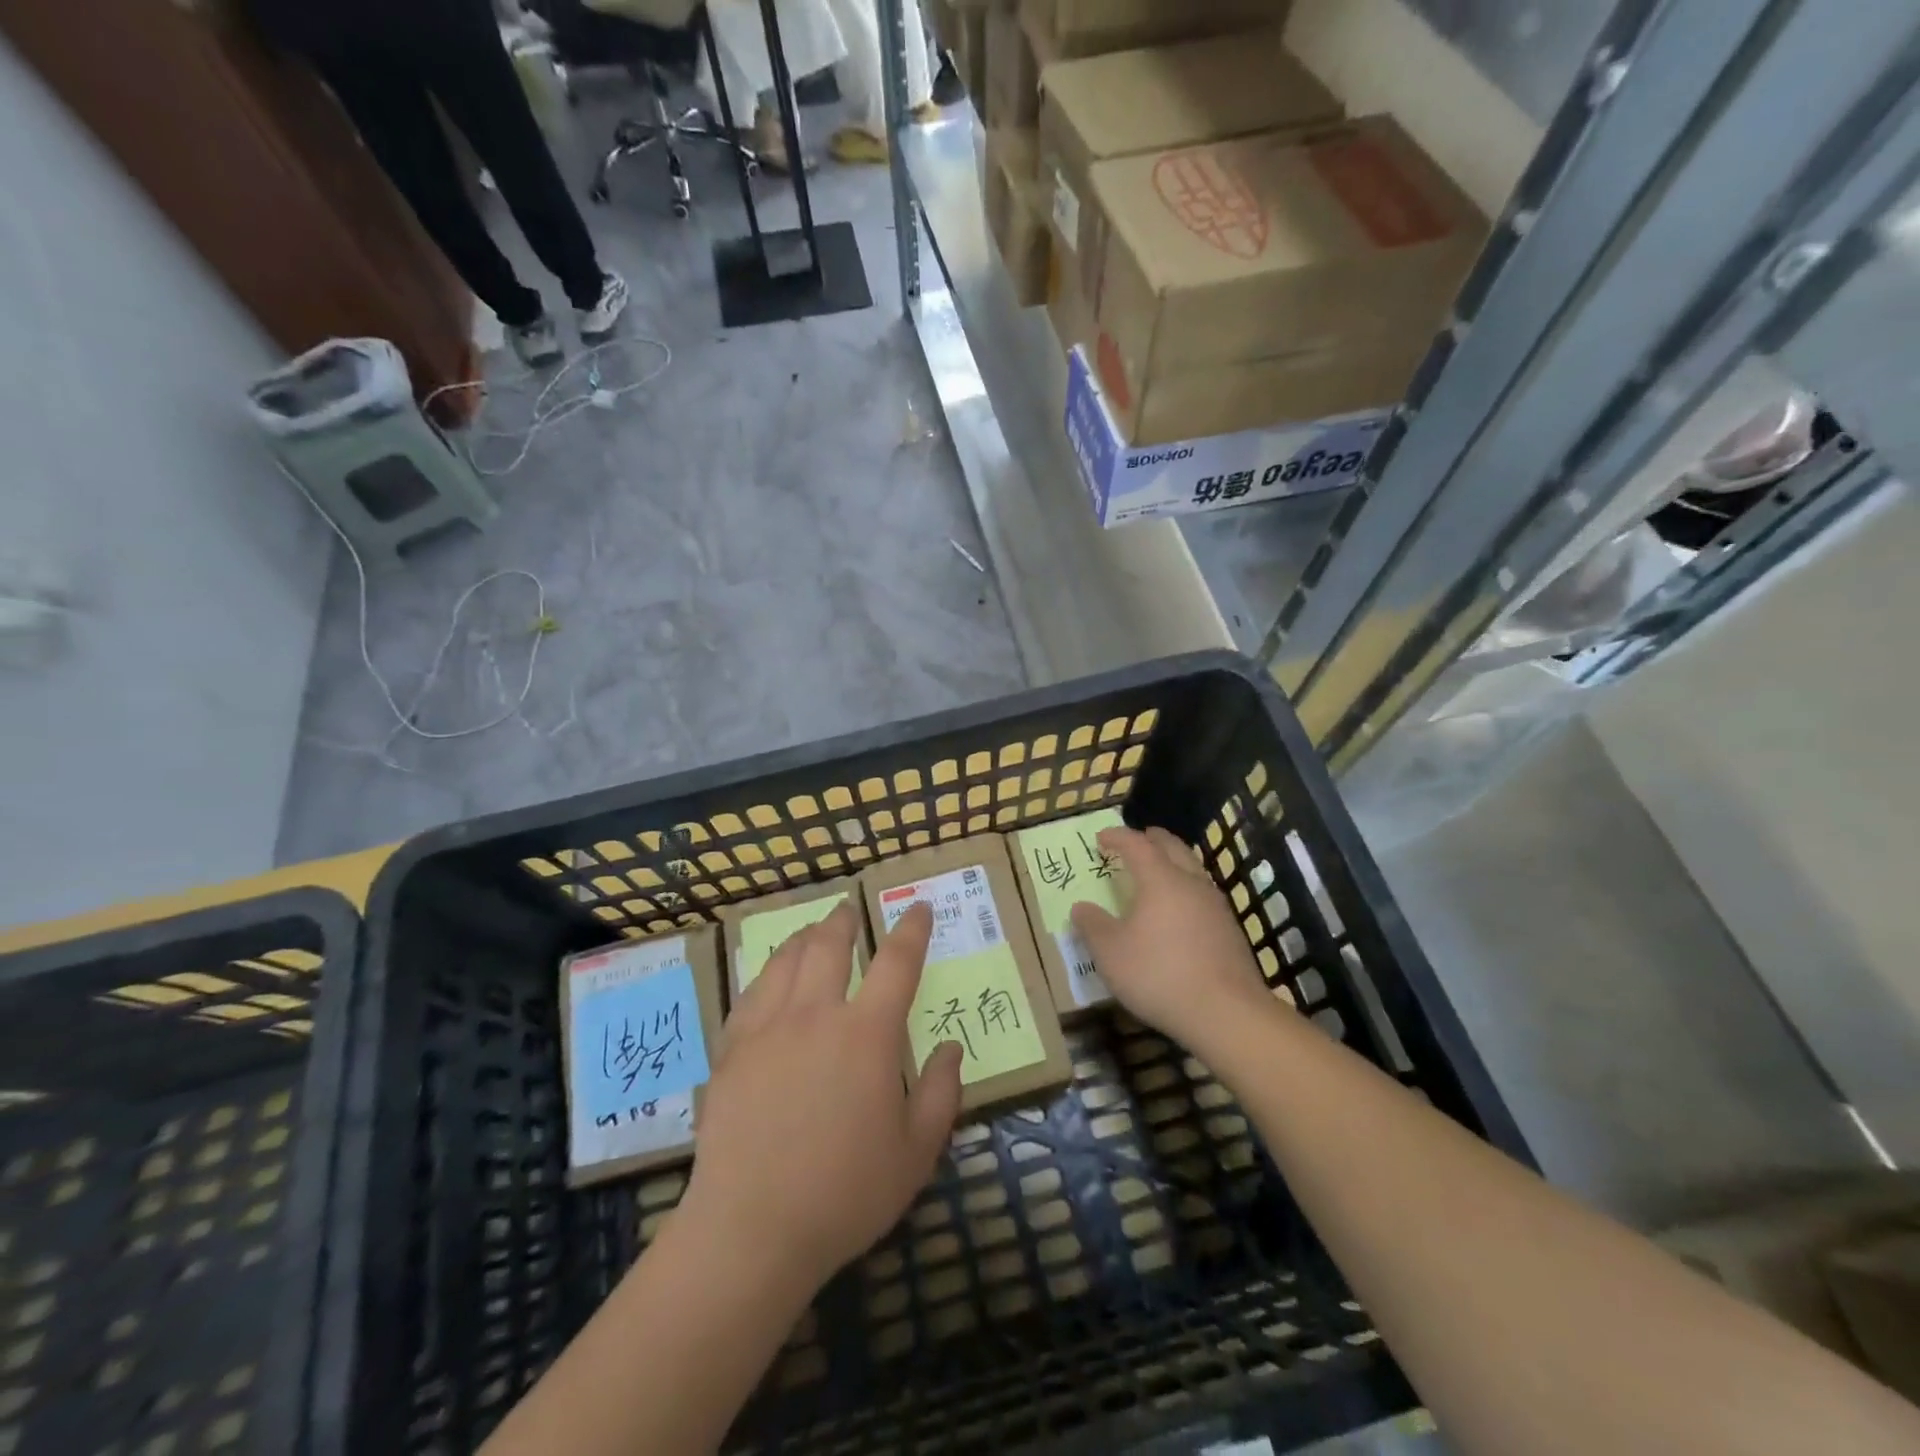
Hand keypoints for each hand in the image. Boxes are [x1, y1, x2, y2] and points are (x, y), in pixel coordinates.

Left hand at [681, 902, 963, 1291]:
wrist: (751, 1229)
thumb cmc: (845, 1193)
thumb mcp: (916, 1152)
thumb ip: (942, 1093)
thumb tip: (950, 1047)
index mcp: (868, 1034)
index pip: (897, 962)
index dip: (912, 929)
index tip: (919, 908)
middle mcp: (817, 1015)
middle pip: (831, 945)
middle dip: (846, 920)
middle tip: (852, 909)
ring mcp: (768, 1028)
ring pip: (787, 959)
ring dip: (806, 937)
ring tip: (814, 931)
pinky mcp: (731, 1049)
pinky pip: (751, 992)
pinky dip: (769, 972)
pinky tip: (771, 978)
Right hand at [1071, 826, 1276, 1051]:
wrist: (1226, 1013)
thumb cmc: (1159, 974)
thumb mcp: (1111, 953)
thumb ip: (1093, 926)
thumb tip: (1081, 908)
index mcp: (1160, 880)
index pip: (1137, 845)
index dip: (1118, 837)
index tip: (1101, 838)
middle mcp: (1191, 883)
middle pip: (1173, 848)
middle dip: (1153, 840)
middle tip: (1138, 839)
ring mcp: (1216, 906)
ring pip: (1193, 870)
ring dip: (1173, 863)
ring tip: (1158, 873)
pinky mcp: (1230, 931)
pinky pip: (1203, 896)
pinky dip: (1185, 890)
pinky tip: (1179, 912)